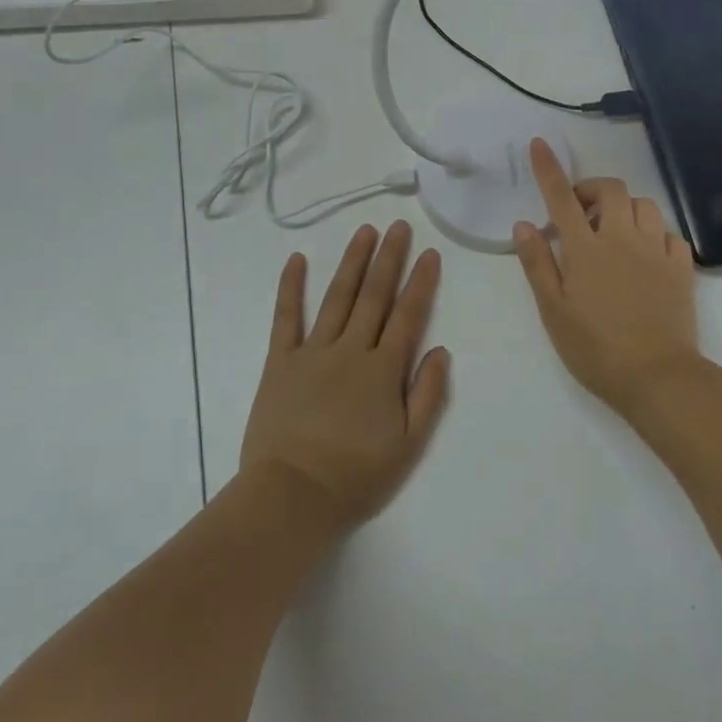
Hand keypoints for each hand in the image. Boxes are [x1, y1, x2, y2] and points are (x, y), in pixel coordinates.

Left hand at [239, 221, 450, 539]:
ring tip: (364, 231)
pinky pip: (286, 317)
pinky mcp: (280, 360)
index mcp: (383, 370)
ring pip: (338, 296)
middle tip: (399, 226)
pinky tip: (297, 259)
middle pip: (374, 295)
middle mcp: (350, 349)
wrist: (292, 495)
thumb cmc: (355, 476)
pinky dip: (291, 286)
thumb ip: (428, 395)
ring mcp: (313, 351)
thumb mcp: (408, 446)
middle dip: (389, 258)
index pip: (408, 315)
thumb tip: (441, 350)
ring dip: (352, 261)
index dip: (421, 283)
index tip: (430, 253)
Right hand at [513, 139, 701, 416]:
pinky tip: (647, 255)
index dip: (548, 168)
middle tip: (580, 214)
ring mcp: (656, 251)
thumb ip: (538, 264)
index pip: (562, 197)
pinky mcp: (682, 269)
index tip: (539, 144)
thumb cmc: (595, 349)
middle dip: (593, 189)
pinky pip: (671, 234)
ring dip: (625, 209)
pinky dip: (656, 235)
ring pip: (644, 205)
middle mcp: (622, 239)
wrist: (658, 378)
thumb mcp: (553, 311)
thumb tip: (524, 224)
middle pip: (611, 190)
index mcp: (586, 249)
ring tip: (614, 233)